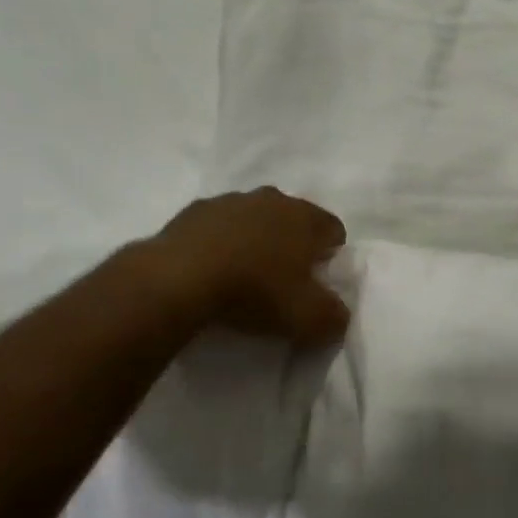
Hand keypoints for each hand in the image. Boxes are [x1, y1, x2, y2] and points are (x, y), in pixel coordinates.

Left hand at [152, 188, 349, 345]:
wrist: (178, 278)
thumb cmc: (255, 291)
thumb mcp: (308, 318)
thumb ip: (334, 317)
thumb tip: (338, 315)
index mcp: (305, 217)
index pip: (334, 230)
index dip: (331, 257)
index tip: (317, 283)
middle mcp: (273, 199)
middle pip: (294, 220)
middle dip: (292, 245)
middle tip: (282, 281)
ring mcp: (231, 200)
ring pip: (255, 219)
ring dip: (254, 241)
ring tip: (242, 276)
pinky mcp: (194, 210)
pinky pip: (218, 226)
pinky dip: (220, 243)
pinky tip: (210, 270)